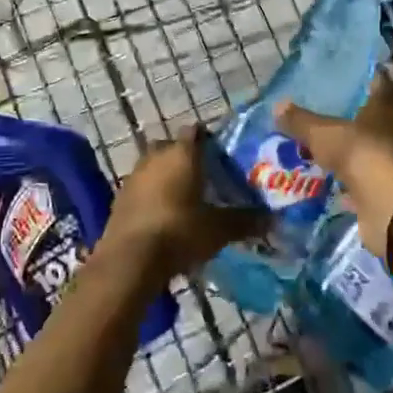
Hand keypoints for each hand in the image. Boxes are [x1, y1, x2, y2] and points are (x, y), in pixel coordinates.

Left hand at [105, 127, 268, 281]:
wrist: (129, 260)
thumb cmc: (179, 232)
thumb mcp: (219, 229)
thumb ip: (245, 220)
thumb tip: (273, 219)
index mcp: (182, 153)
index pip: (197, 132)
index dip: (209, 141)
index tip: (222, 157)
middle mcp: (156, 155)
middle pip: (173, 147)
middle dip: (186, 158)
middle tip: (205, 178)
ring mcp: (134, 175)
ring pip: (155, 166)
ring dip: (167, 177)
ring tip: (185, 199)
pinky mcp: (119, 197)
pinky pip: (141, 187)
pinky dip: (152, 195)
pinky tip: (163, 216)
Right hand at [276, 73, 392, 255]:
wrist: (390, 208)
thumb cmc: (361, 154)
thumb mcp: (324, 134)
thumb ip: (301, 121)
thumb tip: (278, 105)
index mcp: (383, 110)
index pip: (381, 85)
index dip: (368, 79)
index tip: (349, 76)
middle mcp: (390, 134)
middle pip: (370, 120)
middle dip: (348, 117)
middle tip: (319, 111)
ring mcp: (386, 164)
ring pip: (362, 151)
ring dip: (344, 150)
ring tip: (314, 145)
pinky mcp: (380, 191)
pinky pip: (357, 181)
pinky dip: (342, 181)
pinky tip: (322, 180)